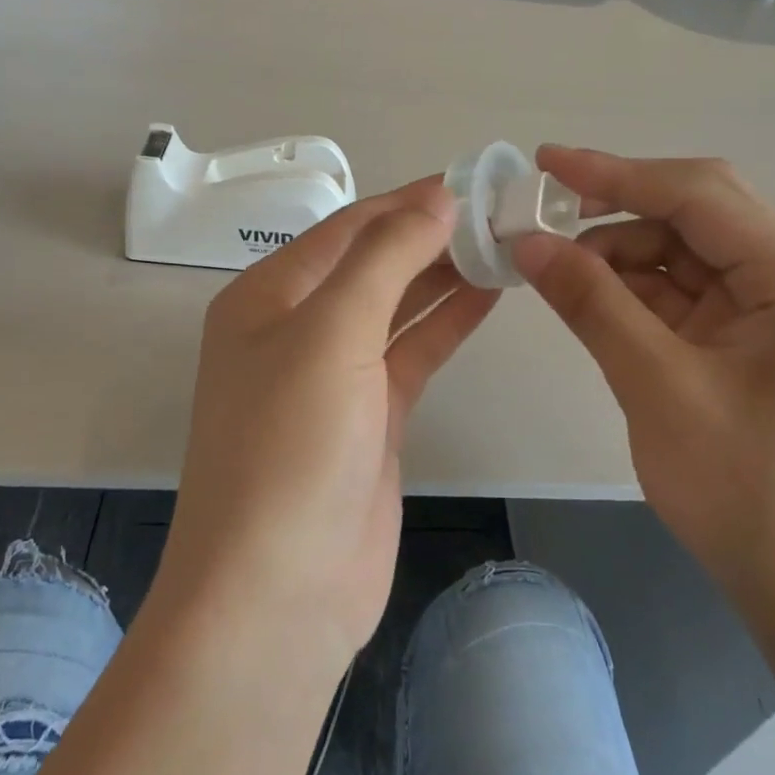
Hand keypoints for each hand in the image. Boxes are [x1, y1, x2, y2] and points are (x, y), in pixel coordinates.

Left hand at [157, 178, 499, 666]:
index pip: (347, 229)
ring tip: (507, 245)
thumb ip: (385, 260)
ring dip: (445, 276)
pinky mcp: (371, 418)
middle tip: (503, 213)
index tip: (473, 181)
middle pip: (372, 264)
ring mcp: (335, 377)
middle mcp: (296, 329)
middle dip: (431, 236)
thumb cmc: (291, 448)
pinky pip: (412, 354)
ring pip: (397, 308)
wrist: (279, 592)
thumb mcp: (330, 334)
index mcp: (268, 297)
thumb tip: (436, 199)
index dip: (407, 202)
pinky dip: (447, 324)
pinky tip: (489, 297)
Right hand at [511, 147, 774, 628]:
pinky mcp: (750, 336)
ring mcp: (774, 307)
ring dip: (618, 254)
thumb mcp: (656, 387)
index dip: (615, 173)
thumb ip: (592, 304)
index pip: (698, 195)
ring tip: (552, 266)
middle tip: (541, 213)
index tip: (544, 163)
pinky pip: (683, 292)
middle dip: (616, 209)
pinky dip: (633, 290)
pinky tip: (586, 296)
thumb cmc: (742, 489)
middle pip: (695, 214)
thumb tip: (528, 241)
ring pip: (682, 252)